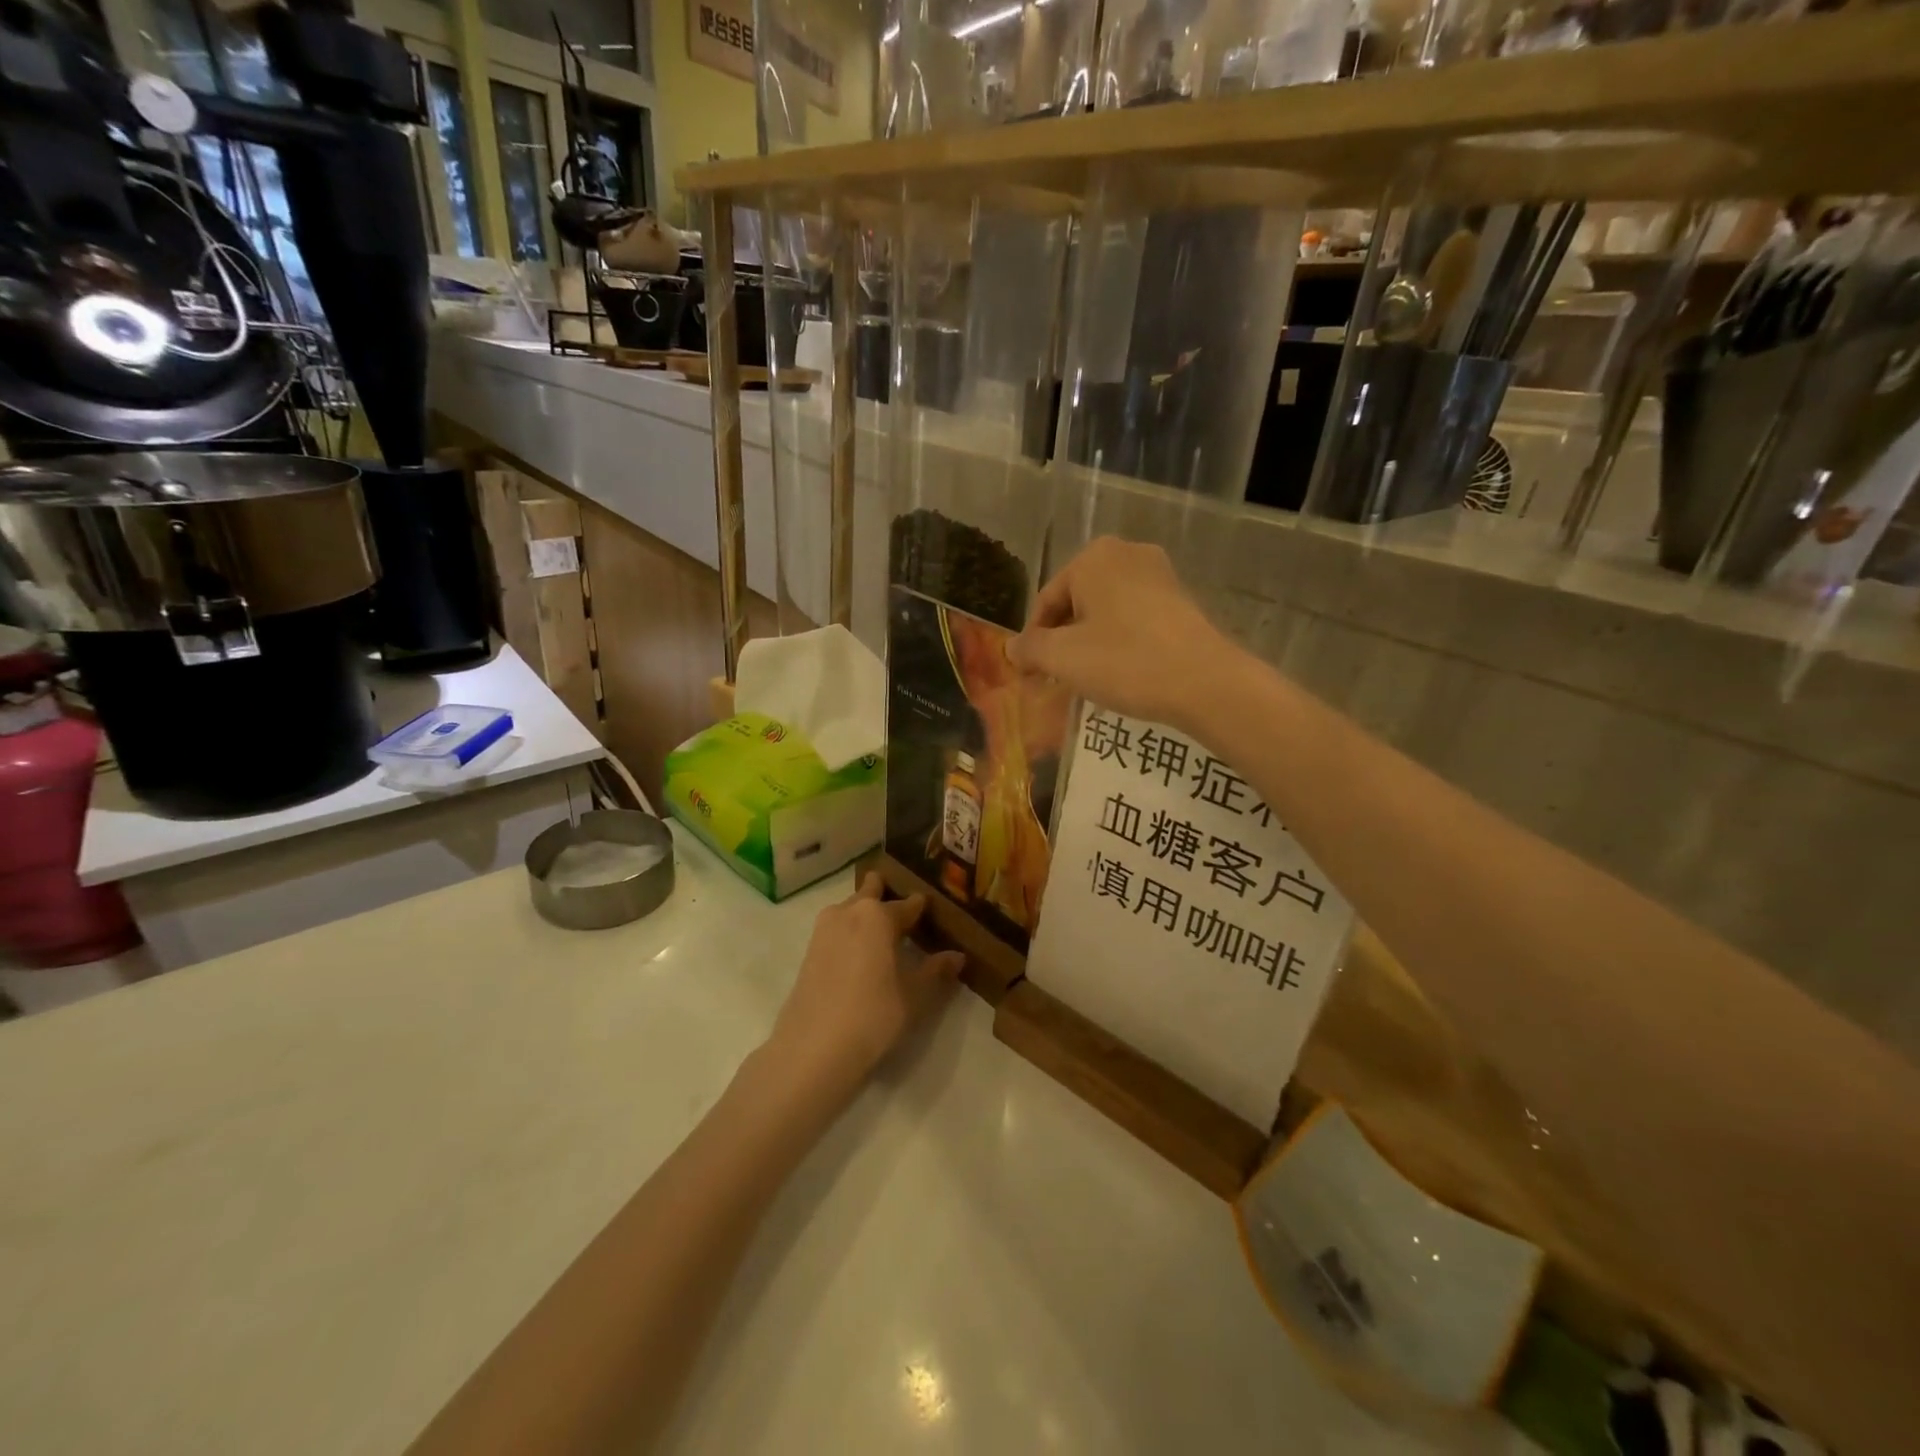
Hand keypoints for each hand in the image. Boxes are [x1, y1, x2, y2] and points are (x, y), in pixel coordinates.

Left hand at [767, 875, 964, 1092]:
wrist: (814, 1048)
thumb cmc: (874, 1014)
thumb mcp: (915, 995)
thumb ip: (936, 971)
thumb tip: (957, 956)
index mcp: (878, 915)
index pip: (908, 904)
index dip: (921, 908)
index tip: (930, 911)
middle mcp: (849, 912)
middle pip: (871, 892)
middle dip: (885, 894)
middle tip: (902, 912)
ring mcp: (824, 930)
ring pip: (850, 909)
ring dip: (865, 914)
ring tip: (882, 936)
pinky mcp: (808, 951)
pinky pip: (836, 930)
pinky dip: (850, 933)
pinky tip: (859, 955)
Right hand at [1006, 538, 1244, 735]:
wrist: (1204, 682)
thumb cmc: (1125, 661)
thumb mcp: (1063, 658)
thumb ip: (1030, 650)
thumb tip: (1011, 648)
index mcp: (1093, 557)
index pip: (1047, 601)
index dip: (1033, 641)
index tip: (1030, 675)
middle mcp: (1127, 553)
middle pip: (1076, 603)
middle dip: (1062, 641)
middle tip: (1055, 679)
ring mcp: (1159, 574)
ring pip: (1106, 612)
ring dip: (1089, 643)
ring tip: (1085, 680)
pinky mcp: (1180, 599)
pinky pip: (1134, 618)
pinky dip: (1119, 641)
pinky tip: (1119, 672)